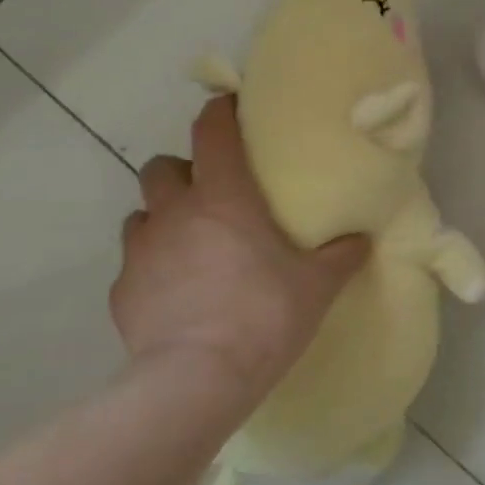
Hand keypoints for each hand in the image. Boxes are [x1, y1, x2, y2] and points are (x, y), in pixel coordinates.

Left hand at [111, 94, 367, 398]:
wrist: (199, 377)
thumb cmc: (265, 315)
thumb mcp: (318, 286)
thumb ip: (341, 256)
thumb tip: (362, 239)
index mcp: (224, 198)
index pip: (212, 133)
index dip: (219, 113)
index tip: (229, 107)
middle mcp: (175, 212)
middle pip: (163, 167)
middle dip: (184, 171)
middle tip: (212, 195)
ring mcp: (141, 250)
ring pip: (143, 214)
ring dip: (164, 218)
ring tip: (190, 244)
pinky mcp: (122, 290)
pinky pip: (135, 262)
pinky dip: (154, 265)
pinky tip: (176, 291)